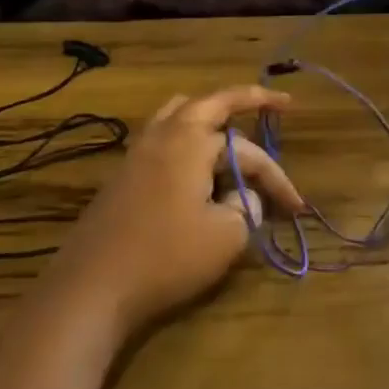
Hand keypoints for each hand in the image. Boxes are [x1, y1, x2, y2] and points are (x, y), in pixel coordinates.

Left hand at [53, 86, 303, 334]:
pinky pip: (163, 136)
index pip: (249, 153)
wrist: (91, 287)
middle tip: (276, 102)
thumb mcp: (225, 236)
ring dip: (210, 112)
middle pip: (212, 103)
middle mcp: (165, 133)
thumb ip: (246, 207)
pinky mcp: (124, 174)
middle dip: (247, 100)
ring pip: (180, 112)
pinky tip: (194, 158)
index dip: (278, 179)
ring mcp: (139, 151)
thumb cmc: (165, 257)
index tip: (297, 207)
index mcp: (193, 140)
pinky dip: (187, 135)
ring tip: (230, 121)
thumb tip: (243, 196)